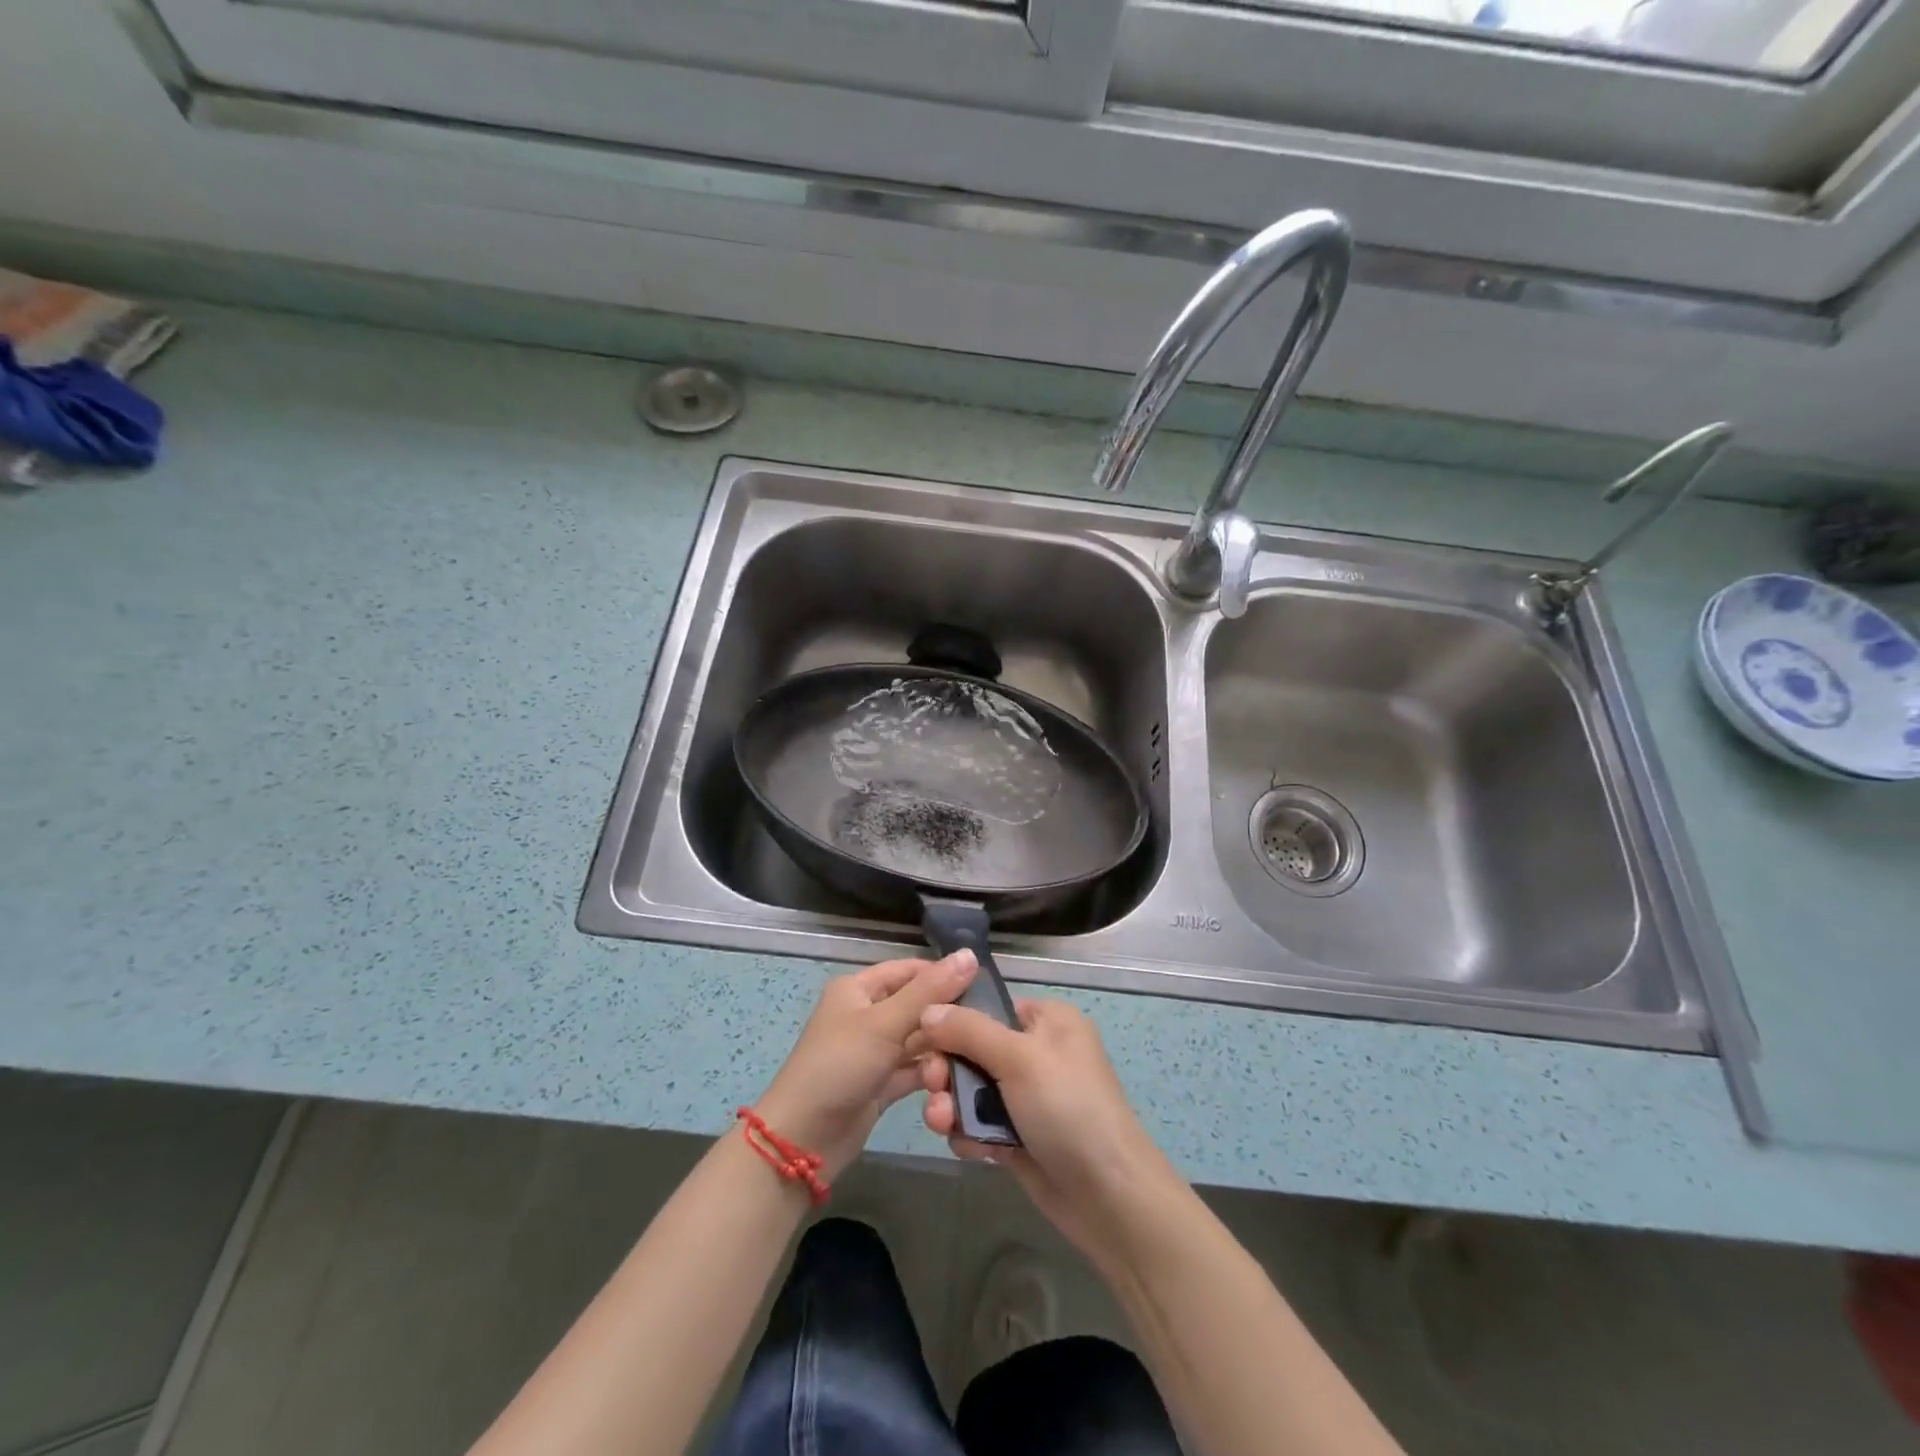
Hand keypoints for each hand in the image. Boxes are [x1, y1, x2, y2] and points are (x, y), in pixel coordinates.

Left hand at [754, 951, 976, 1179]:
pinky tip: (960, 1079)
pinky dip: (932, 1073)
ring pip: (918, 1040)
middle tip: (986, 1026)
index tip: (984, 985)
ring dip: (941, 1048)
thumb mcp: (885, 1022)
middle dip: (946, 1016)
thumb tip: (970, 955)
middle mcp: (866, 1015)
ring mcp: (873, 1052)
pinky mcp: (881, 1084)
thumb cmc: (840, 1066)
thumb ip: (929, 991)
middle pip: (916, 1006)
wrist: (803, 1140)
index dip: (942, 975)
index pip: (909, 970)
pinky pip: (914, 1070)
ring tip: (975, 1056)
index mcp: (858, 989)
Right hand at [918, 997, 1172, 1264]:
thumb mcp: (1019, 1058)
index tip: (921, 1040)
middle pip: (973, 1049)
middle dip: (948, 1071)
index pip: (988, 1007)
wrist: (1109, 1198)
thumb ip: (969, 1031)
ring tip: (943, 1125)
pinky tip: (969, 1150)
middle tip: (932, 1088)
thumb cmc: (1068, 1109)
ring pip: (971, 1090)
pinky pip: (979, 1124)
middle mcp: (1037, 1052)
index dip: (952, 1021)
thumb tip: (926, 1009)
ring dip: (952, 1105)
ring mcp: (1028, 1097)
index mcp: (1048, 1020)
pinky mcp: (1020, 1136)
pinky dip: (969, 1134)